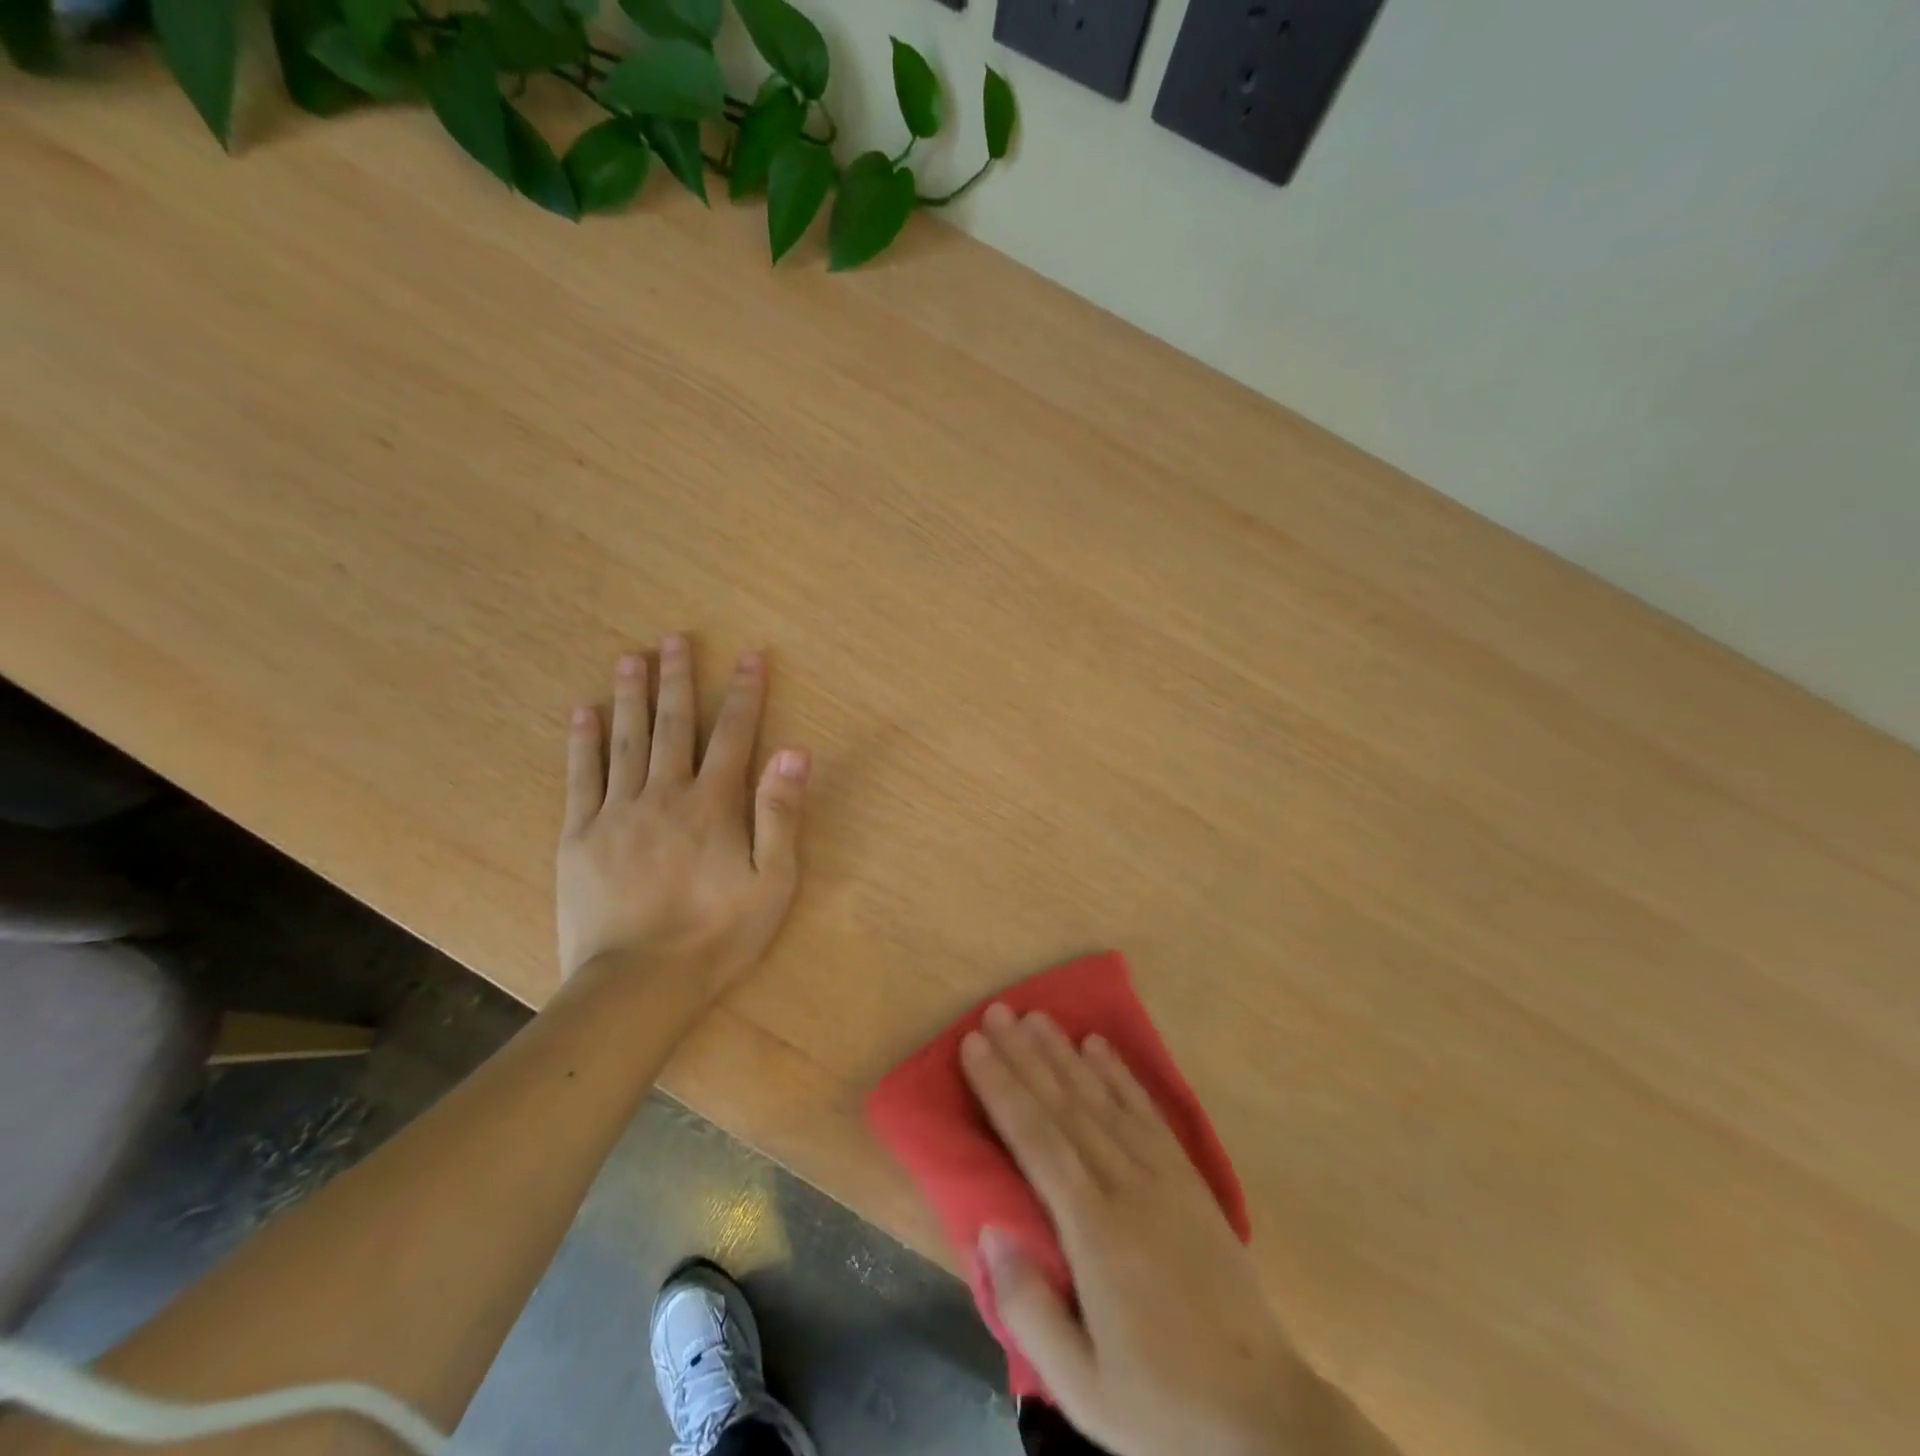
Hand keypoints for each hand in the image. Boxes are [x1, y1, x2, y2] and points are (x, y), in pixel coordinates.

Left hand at [556, 637, 809, 994]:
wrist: (639, 984)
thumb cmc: (718, 935)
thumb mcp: (772, 881)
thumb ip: (781, 813)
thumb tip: (794, 750)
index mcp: (714, 805)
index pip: (735, 735)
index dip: (744, 694)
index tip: (750, 656)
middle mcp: (665, 794)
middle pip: (674, 726)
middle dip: (678, 680)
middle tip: (674, 639)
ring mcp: (617, 812)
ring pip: (625, 741)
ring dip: (630, 696)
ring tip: (630, 658)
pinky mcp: (579, 836)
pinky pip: (580, 778)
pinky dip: (582, 741)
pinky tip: (583, 712)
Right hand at [960, 1005, 1308, 1455]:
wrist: (1262, 1414)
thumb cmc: (1160, 1403)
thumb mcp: (1082, 1387)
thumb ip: (1028, 1308)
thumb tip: (989, 1228)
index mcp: (1095, 1232)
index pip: (1036, 1140)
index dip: (1002, 1087)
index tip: (975, 1045)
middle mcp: (1127, 1186)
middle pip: (1064, 1106)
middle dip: (1024, 1056)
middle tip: (995, 1012)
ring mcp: (1163, 1176)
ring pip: (1102, 1099)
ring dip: (1065, 1054)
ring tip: (1036, 1017)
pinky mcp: (1189, 1178)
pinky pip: (1147, 1112)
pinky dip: (1120, 1074)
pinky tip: (1099, 1047)